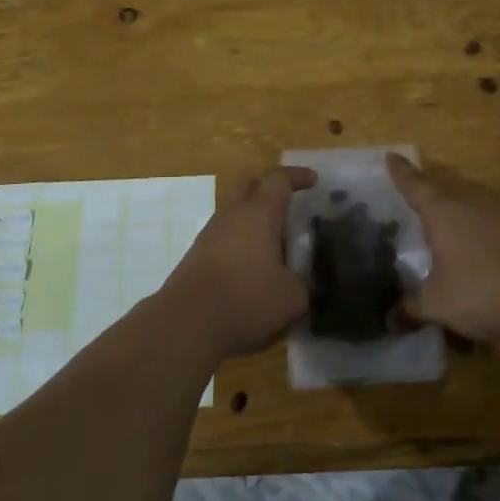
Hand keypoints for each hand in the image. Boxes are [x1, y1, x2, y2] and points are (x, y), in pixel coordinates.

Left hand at [161, 167, 314, 358]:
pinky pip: (223, 236)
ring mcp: (209, 234)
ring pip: (234, 212)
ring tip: (274, 244)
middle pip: (249, 186)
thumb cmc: (246, 300)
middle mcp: (232, 215)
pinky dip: (240, 242)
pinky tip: (251, 267)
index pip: (278, 180)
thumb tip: (305, 282)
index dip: (297, 176)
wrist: (186, 324)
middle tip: (289, 206)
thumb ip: (305, 284)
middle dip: (269, 190)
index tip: (313, 180)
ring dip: (253, 220)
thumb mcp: (292, 298)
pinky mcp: (196, 256)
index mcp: (259, 213)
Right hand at [390, 154, 499, 339]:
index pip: (415, 185)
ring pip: (475, 213)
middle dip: (433, 201)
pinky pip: (498, 233)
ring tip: (454, 249)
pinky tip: (489, 271)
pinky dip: (489, 247)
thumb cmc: (480, 290)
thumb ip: (412, 309)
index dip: (401, 172)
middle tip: (420, 207)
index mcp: (443, 212)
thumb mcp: (438, 305)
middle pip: (447, 195)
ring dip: (464, 227)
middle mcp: (472, 203)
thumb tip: (389, 320)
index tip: (392, 155)